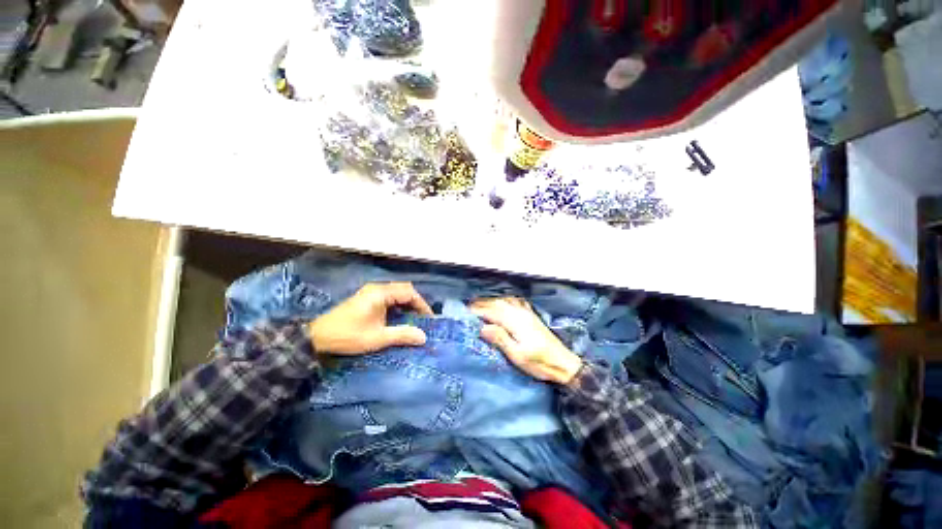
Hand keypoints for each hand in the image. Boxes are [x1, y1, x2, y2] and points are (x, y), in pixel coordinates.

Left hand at [309, 282, 433, 354]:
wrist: (316, 337)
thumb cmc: (348, 335)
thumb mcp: (377, 338)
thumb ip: (402, 335)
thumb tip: (423, 337)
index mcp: (381, 293)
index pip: (409, 293)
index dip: (422, 304)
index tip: (429, 318)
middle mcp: (377, 288)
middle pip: (404, 290)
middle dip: (415, 303)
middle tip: (422, 318)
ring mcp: (370, 292)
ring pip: (396, 293)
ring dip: (406, 304)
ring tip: (413, 319)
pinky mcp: (366, 298)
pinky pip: (388, 297)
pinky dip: (397, 305)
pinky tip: (398, 318)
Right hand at [470, 297, 582, 384]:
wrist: (563, 362)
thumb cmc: (539, 363)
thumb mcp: (518, 355)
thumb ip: (500, 339)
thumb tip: (482, 327)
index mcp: (515, 322)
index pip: (491, 312)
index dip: (477, 311)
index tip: (464, 312)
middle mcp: (520, 313)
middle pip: (497, 303)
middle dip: (481, 304)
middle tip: (467, 308)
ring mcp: (526, 312)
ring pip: (504, 300)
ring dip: (491, 300)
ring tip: (479, 304)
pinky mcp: (531, 315)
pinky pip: (514, 301)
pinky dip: (504, 299)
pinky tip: (502, 301)